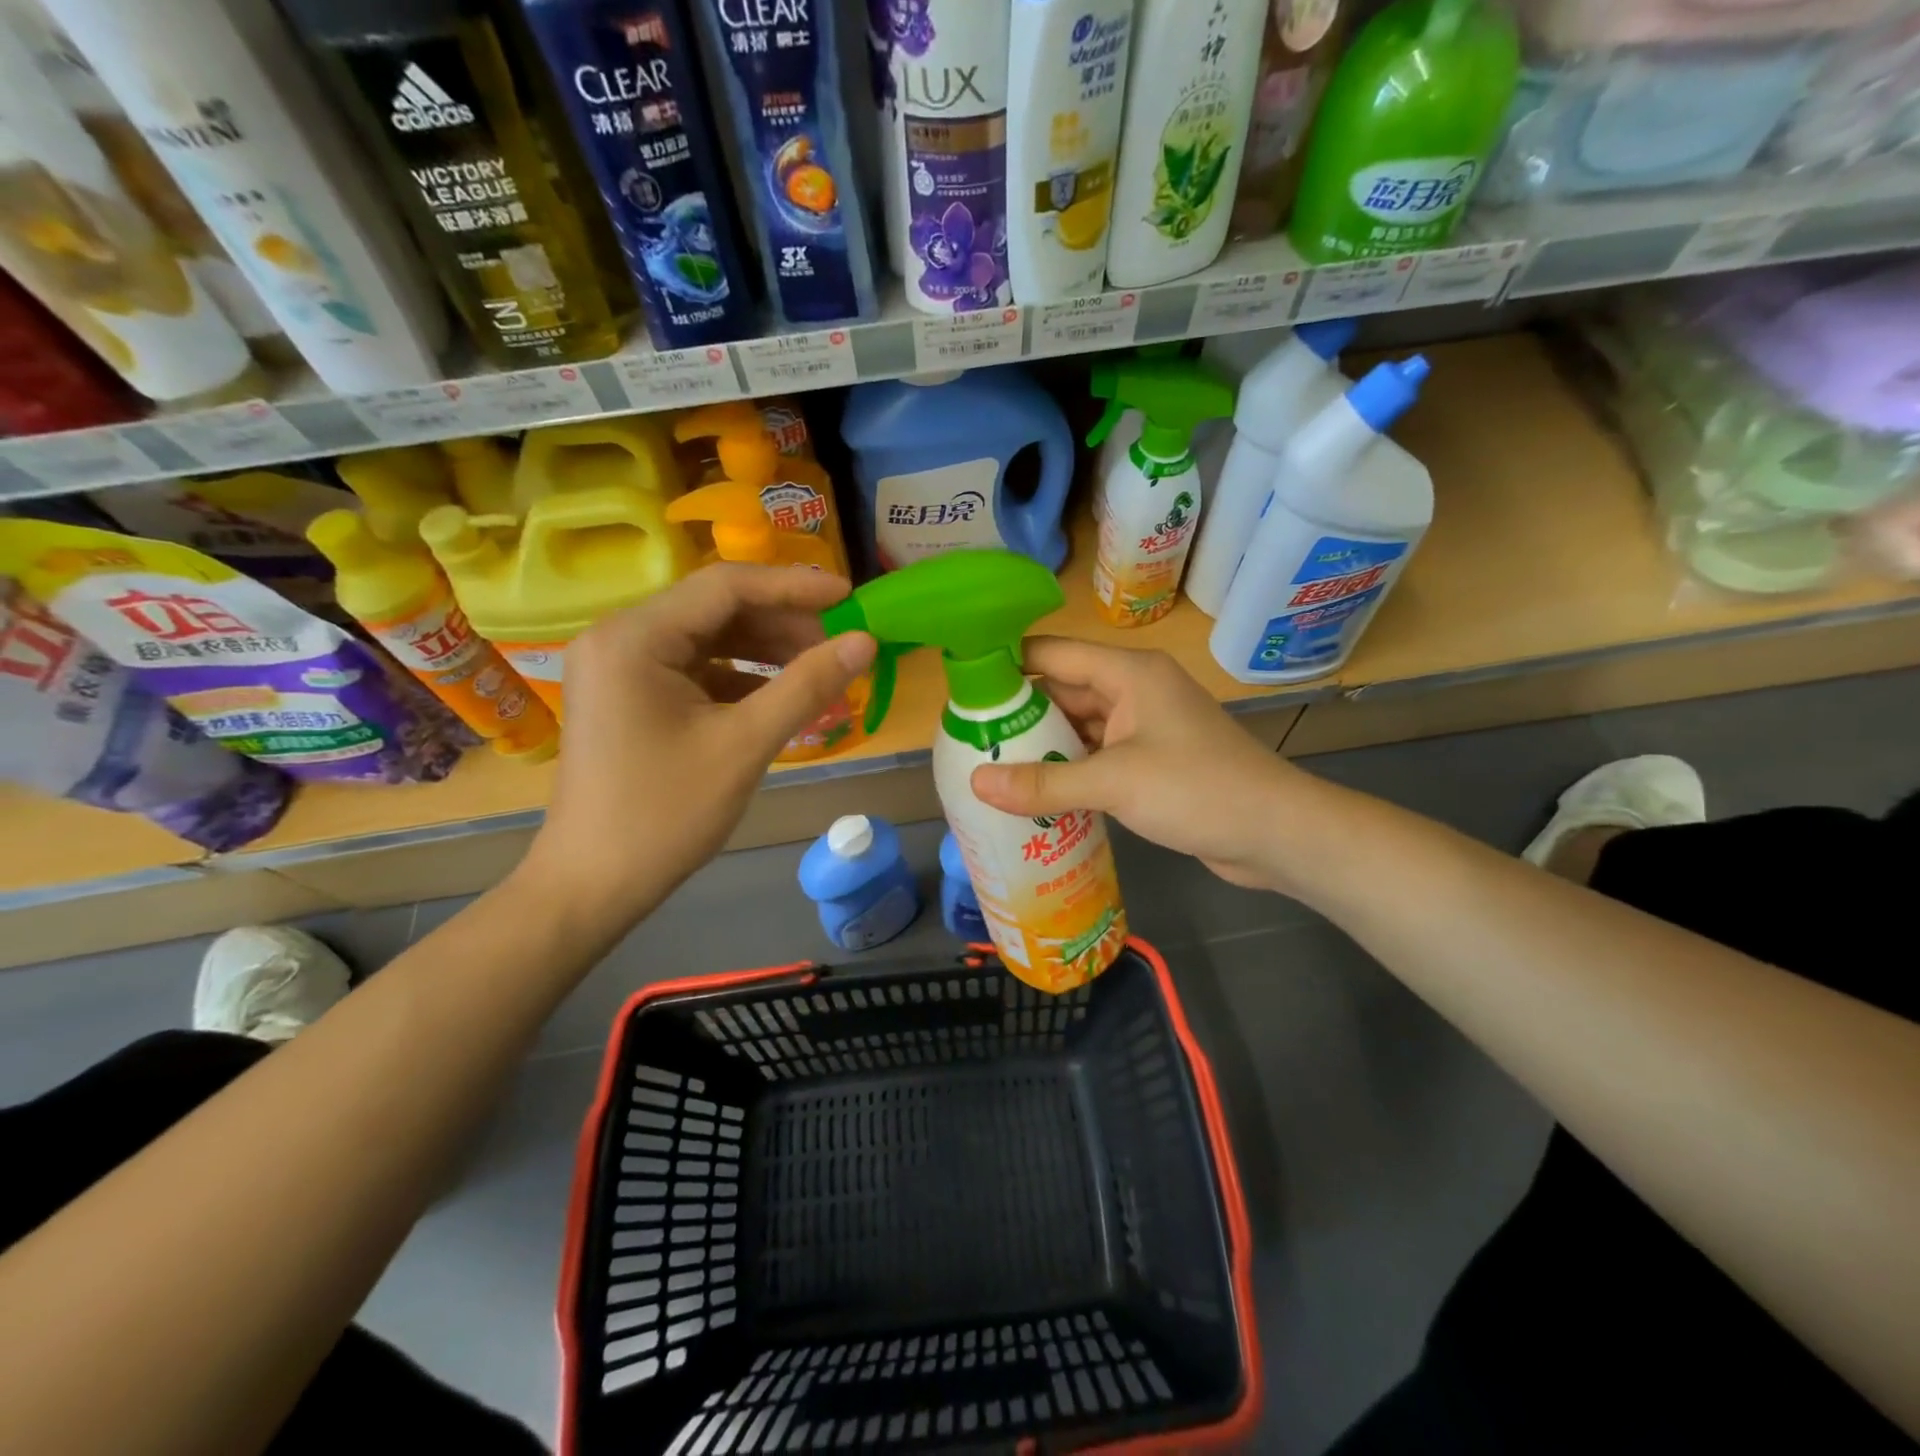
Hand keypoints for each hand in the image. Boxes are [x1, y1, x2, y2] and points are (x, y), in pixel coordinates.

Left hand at [521, 564, 875, 924]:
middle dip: (782, 624)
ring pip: (708, 639)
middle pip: (716, 609)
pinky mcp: (629, 696)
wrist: (592, 886)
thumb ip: (807, 685)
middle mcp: (619, 638)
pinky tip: (778, 698)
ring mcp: (620, 668)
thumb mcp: (744, 745)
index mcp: (634, 637)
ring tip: (817, 672)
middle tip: (838, 648)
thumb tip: (865, 641)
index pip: (726, 586)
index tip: (850, 597)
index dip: (794, 587)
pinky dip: (739, 677)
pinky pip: (694, 669)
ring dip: (764, 651)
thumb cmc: (664, 815)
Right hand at [970, 638, 1302, 891]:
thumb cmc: (1197, 789)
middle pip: (1062, 691)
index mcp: (1128, 673)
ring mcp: (1143, 728)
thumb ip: (1044, 783)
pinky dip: (1068, 770)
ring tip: (989, 766)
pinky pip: (1096, 756)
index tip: (961, 688)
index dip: (1006, 664)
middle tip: (968, 738)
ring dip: (1042, 746)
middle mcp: (1133, 691)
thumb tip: (977, 782)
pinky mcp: (1150, 762)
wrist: (1276, 833)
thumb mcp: (1114, 783)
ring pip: (1078, 727)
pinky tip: (1034, 793)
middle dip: (1018, 714)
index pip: (1052, 654)